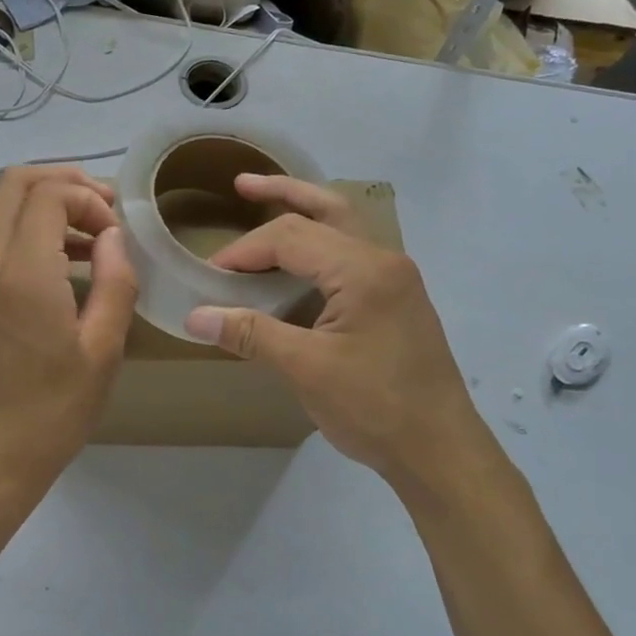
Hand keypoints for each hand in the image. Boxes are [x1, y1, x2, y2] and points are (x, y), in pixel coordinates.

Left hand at [0, 167, 137, 499]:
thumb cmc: (55, 409)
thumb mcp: (103, 349)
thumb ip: (115, 281)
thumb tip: (113, 236)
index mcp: (23, 273)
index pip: (47, 193)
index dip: (89, 198)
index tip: (116, 234)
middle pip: (15, 183)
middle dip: (64, 182)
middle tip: (104, 210)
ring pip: (3, 206)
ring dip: (48, 204)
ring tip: (94, 236)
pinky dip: (32, 229)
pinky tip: (69, 263)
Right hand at [183, 175, 506, 510]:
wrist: (440, 451)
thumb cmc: (375, 408)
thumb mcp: (306, 369)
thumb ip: (251, 334)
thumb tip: (195, 316)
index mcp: (363, 270)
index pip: (290, 237)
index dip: (244, 251)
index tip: (211, 275)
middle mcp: (384, 261)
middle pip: (325, 210)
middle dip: (281, 193)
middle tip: (241, 184)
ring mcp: (395, 279)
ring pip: (343, 227)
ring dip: (304, 212)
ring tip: (265, 203)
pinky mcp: (395, 300)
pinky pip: (350, 254)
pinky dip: (318, 245)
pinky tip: (296, 261)